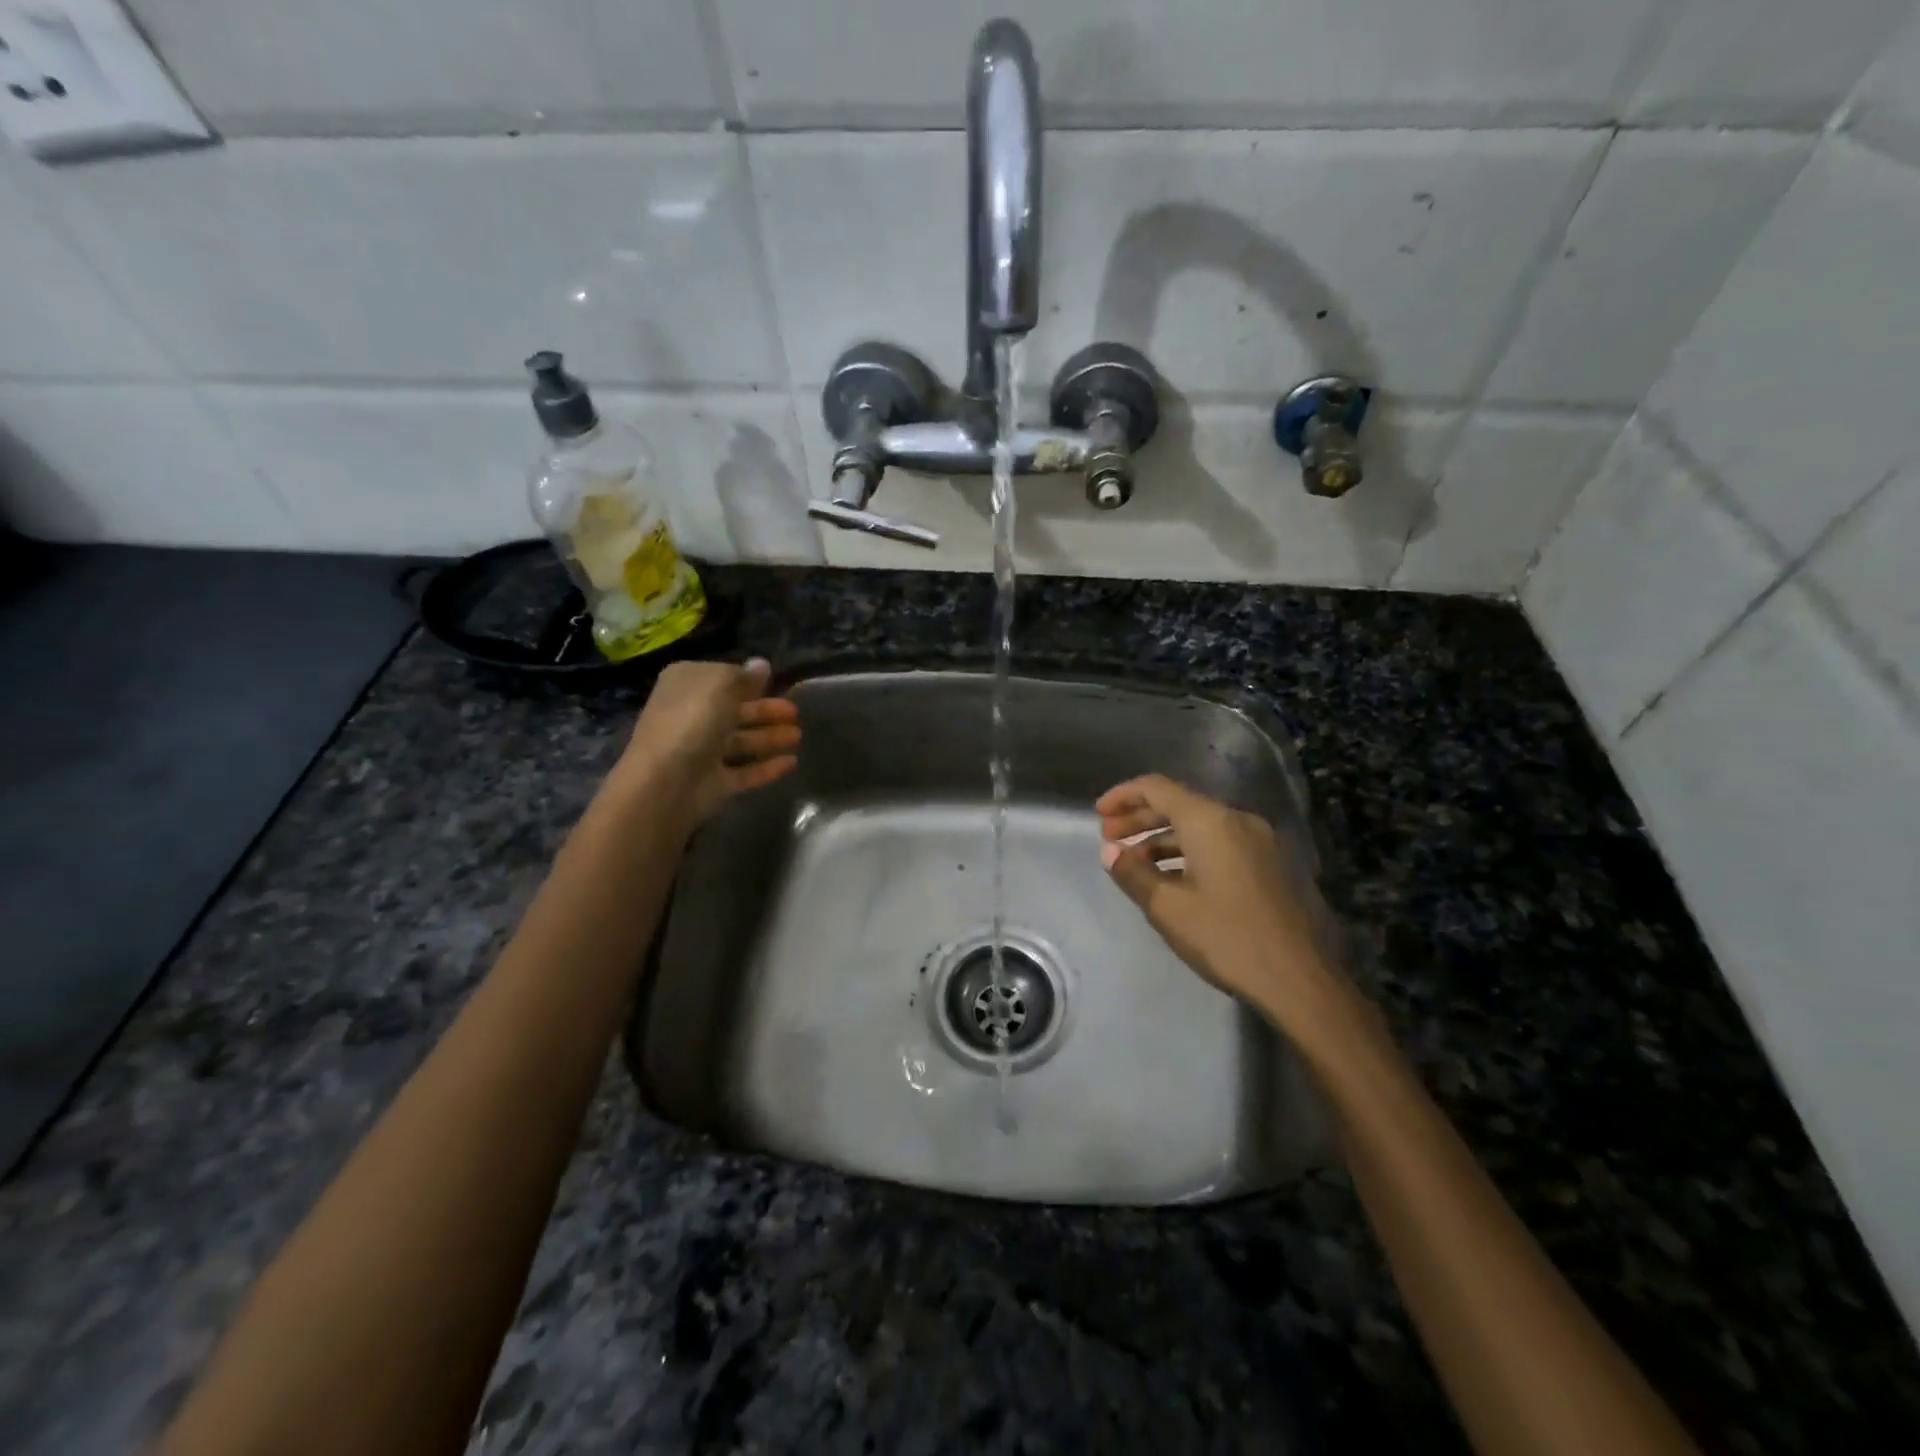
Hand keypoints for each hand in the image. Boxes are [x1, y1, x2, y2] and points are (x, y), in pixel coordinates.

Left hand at [617, 658, 799, 825]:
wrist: (666, 782)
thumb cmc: (692, 720)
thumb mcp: (720, 684)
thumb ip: (744, 675)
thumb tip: (761, 665)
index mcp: (686, 686)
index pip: (721, 678)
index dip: (747, 680)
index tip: (775, 682)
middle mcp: (691, 716)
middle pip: (734, 711)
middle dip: (765, 710)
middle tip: (795, 712)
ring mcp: (702, 752)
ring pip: (742, 741)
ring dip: (770, 737)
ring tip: (798, 736)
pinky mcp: (713, 783)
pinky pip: (745, 772)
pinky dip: (767, 768)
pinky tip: (791, 762)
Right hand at [1097, 774, 1350, 1040]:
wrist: (1299, 979)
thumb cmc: (1227, 938)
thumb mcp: (1168, 908)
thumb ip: (1133, 873)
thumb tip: (1109, 851)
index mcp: (1210, 821)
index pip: (1157, 788)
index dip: (1123, 796)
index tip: (1098, 815)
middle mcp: (1236, 819)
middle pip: (1178, 803)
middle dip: (1139, 818)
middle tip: (1109, 839)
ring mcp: (1258, 841)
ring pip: (1200, 825)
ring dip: (1163, 837)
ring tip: (1134, 863)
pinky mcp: (1269, 863)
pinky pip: (1219, 842)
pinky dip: (1188, 851)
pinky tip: (1172, 878)